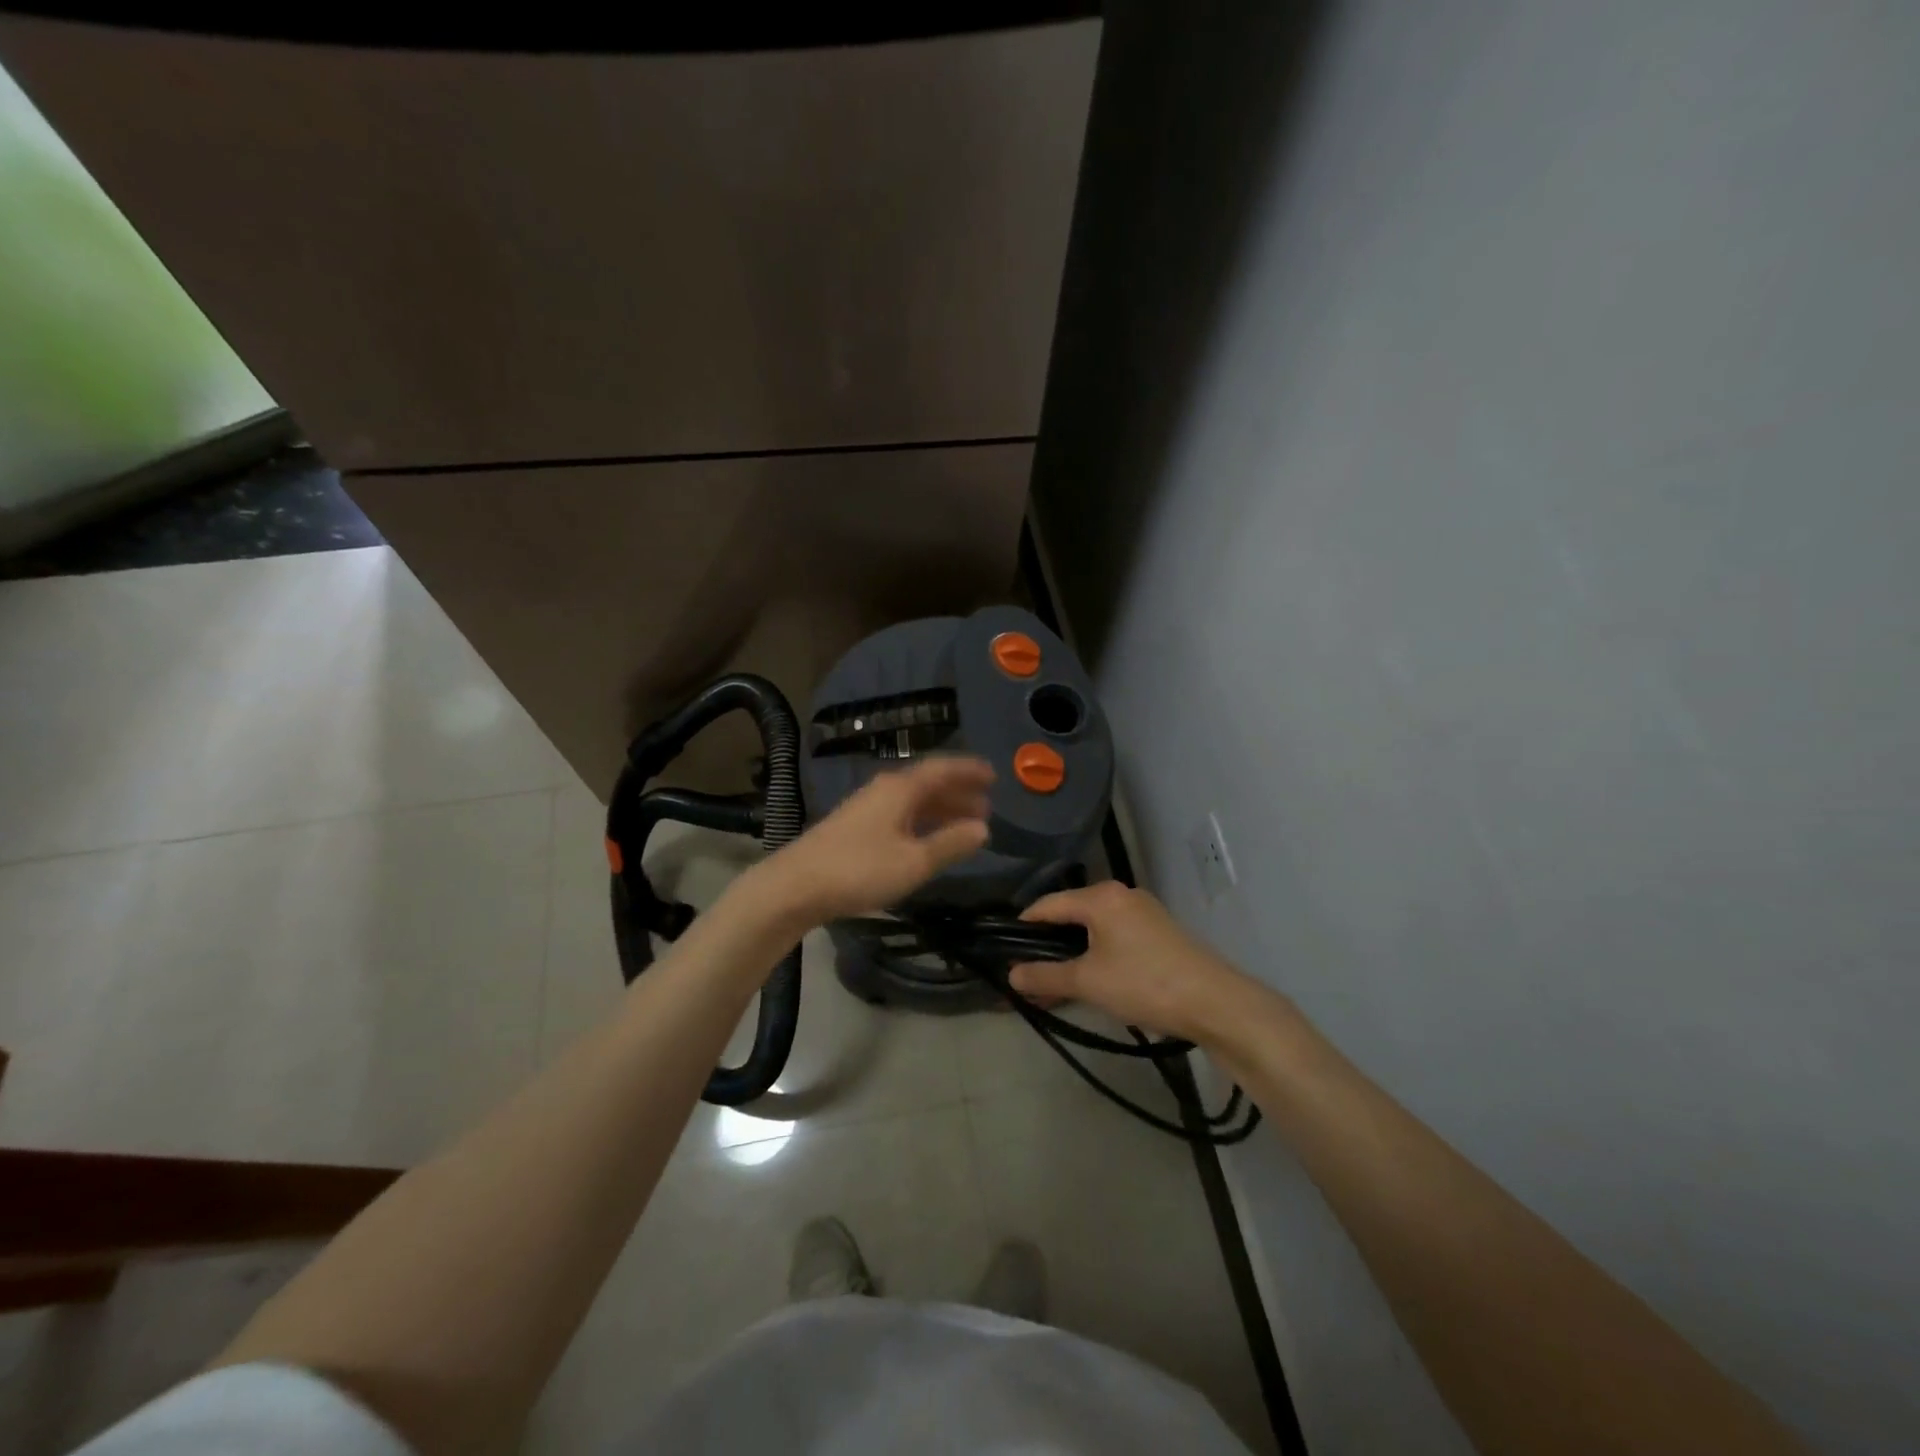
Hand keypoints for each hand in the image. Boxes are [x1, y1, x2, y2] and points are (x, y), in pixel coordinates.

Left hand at [750, 756, 994, 924]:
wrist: (795, 886)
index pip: (942, 768)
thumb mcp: (914, 861)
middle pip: (928, 783)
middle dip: (958, 792)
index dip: (969, 770)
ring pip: (913, 800)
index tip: (994, 775)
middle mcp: (884, 790)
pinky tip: (927, 840)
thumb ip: (950, 844)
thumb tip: (984, 828)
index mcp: (900, 788)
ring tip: (965, 824)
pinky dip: (922, 822)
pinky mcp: (855, 827)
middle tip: (986, 805)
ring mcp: (867, 807)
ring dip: (941, 809)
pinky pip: (900, 814)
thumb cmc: (859, 870)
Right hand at [1009, 883, 1251, 1042]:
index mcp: (1100, 896)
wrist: (1214, 1002)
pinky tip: (1092, 981)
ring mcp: (1143, 912)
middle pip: (1071, 914)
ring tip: (1056, 985)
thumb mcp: (1087, 982)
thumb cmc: (1144, 983)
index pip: (1047, 904)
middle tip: (1029, 975)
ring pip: (1093, 928)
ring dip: (1073, 954)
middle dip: (1048, 945)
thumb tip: (1011, 974)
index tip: (1005, 952)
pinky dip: (1097, 955)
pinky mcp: (1158, 932)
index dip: (1023, 927)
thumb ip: (1045, 976)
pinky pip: (1114, 937)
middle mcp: (1120, 895)